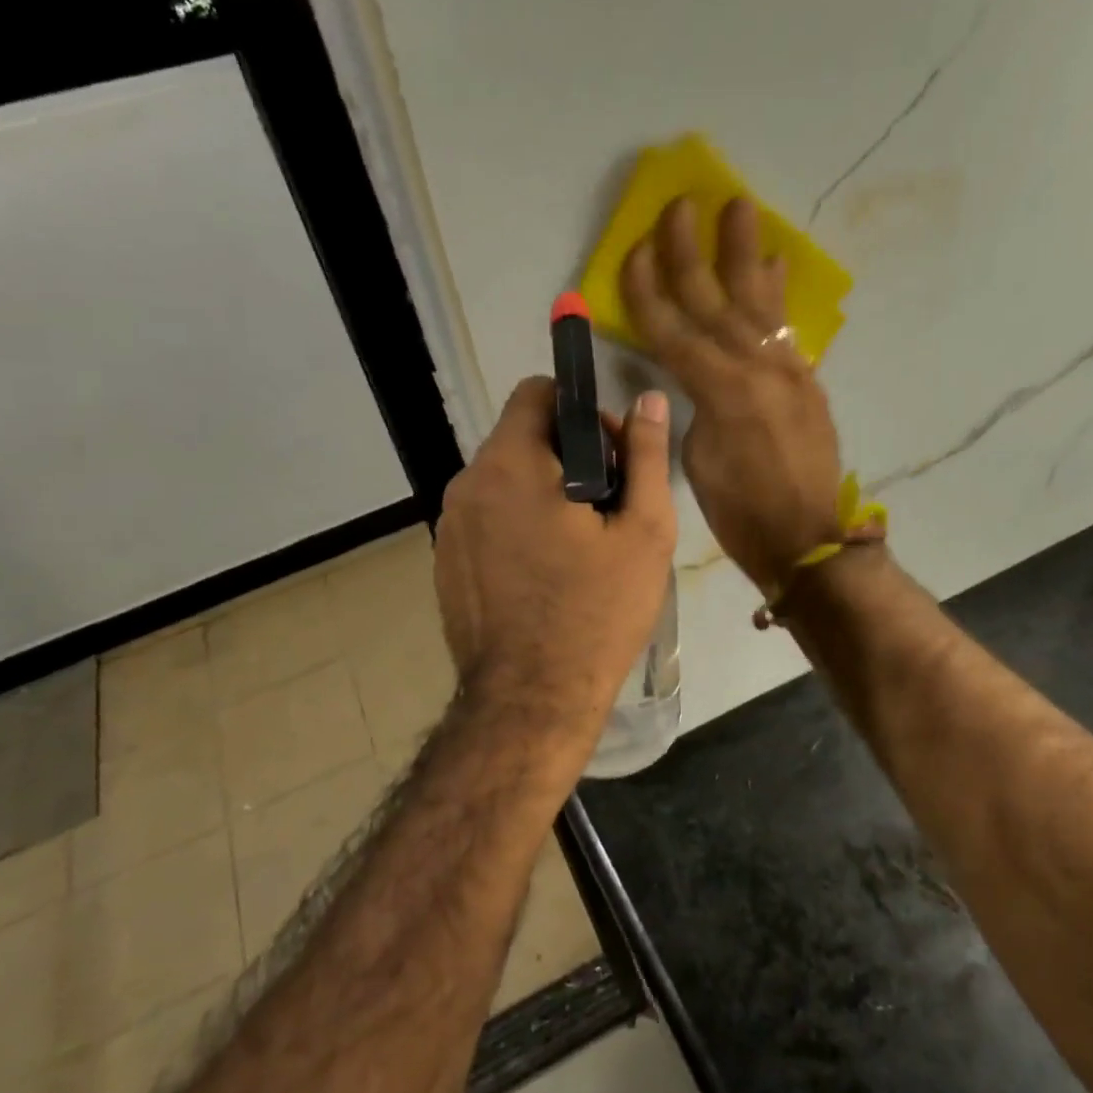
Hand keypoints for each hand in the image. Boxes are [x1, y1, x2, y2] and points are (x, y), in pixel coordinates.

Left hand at [435, 376, 676, 746]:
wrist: (531, 699)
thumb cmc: (597, 613)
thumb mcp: (644, 533)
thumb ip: (646, 458)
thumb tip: (648, 401)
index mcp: (511, 464)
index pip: (536, 393)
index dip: (581, 411)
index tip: (611, 459)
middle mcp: (467, 484)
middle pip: (520, 437)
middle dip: (566, 456)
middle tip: (606, 508)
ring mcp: (448, 526)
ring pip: (502, 480)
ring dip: (542, 491)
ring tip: (578, 545)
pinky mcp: (443, 562)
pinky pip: (485, 518)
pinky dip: (515, 524)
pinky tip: (544, 572)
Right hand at [620, 196, 843, 594]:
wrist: (808, 538)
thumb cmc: (741, 513)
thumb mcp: (699, 461)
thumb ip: (695, 407)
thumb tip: (696, 380)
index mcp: (721, 392)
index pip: (673, 331)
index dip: (649, 291)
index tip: (634, 249)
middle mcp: (757, 368)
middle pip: (716, 301)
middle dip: (692, 252)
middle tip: (681, 204)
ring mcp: (787, 371)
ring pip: (758, 302)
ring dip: (744, 253)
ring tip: (738, 207)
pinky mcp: (806, 381)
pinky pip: (785, 327)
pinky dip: (776, 295)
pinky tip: (772, 265)